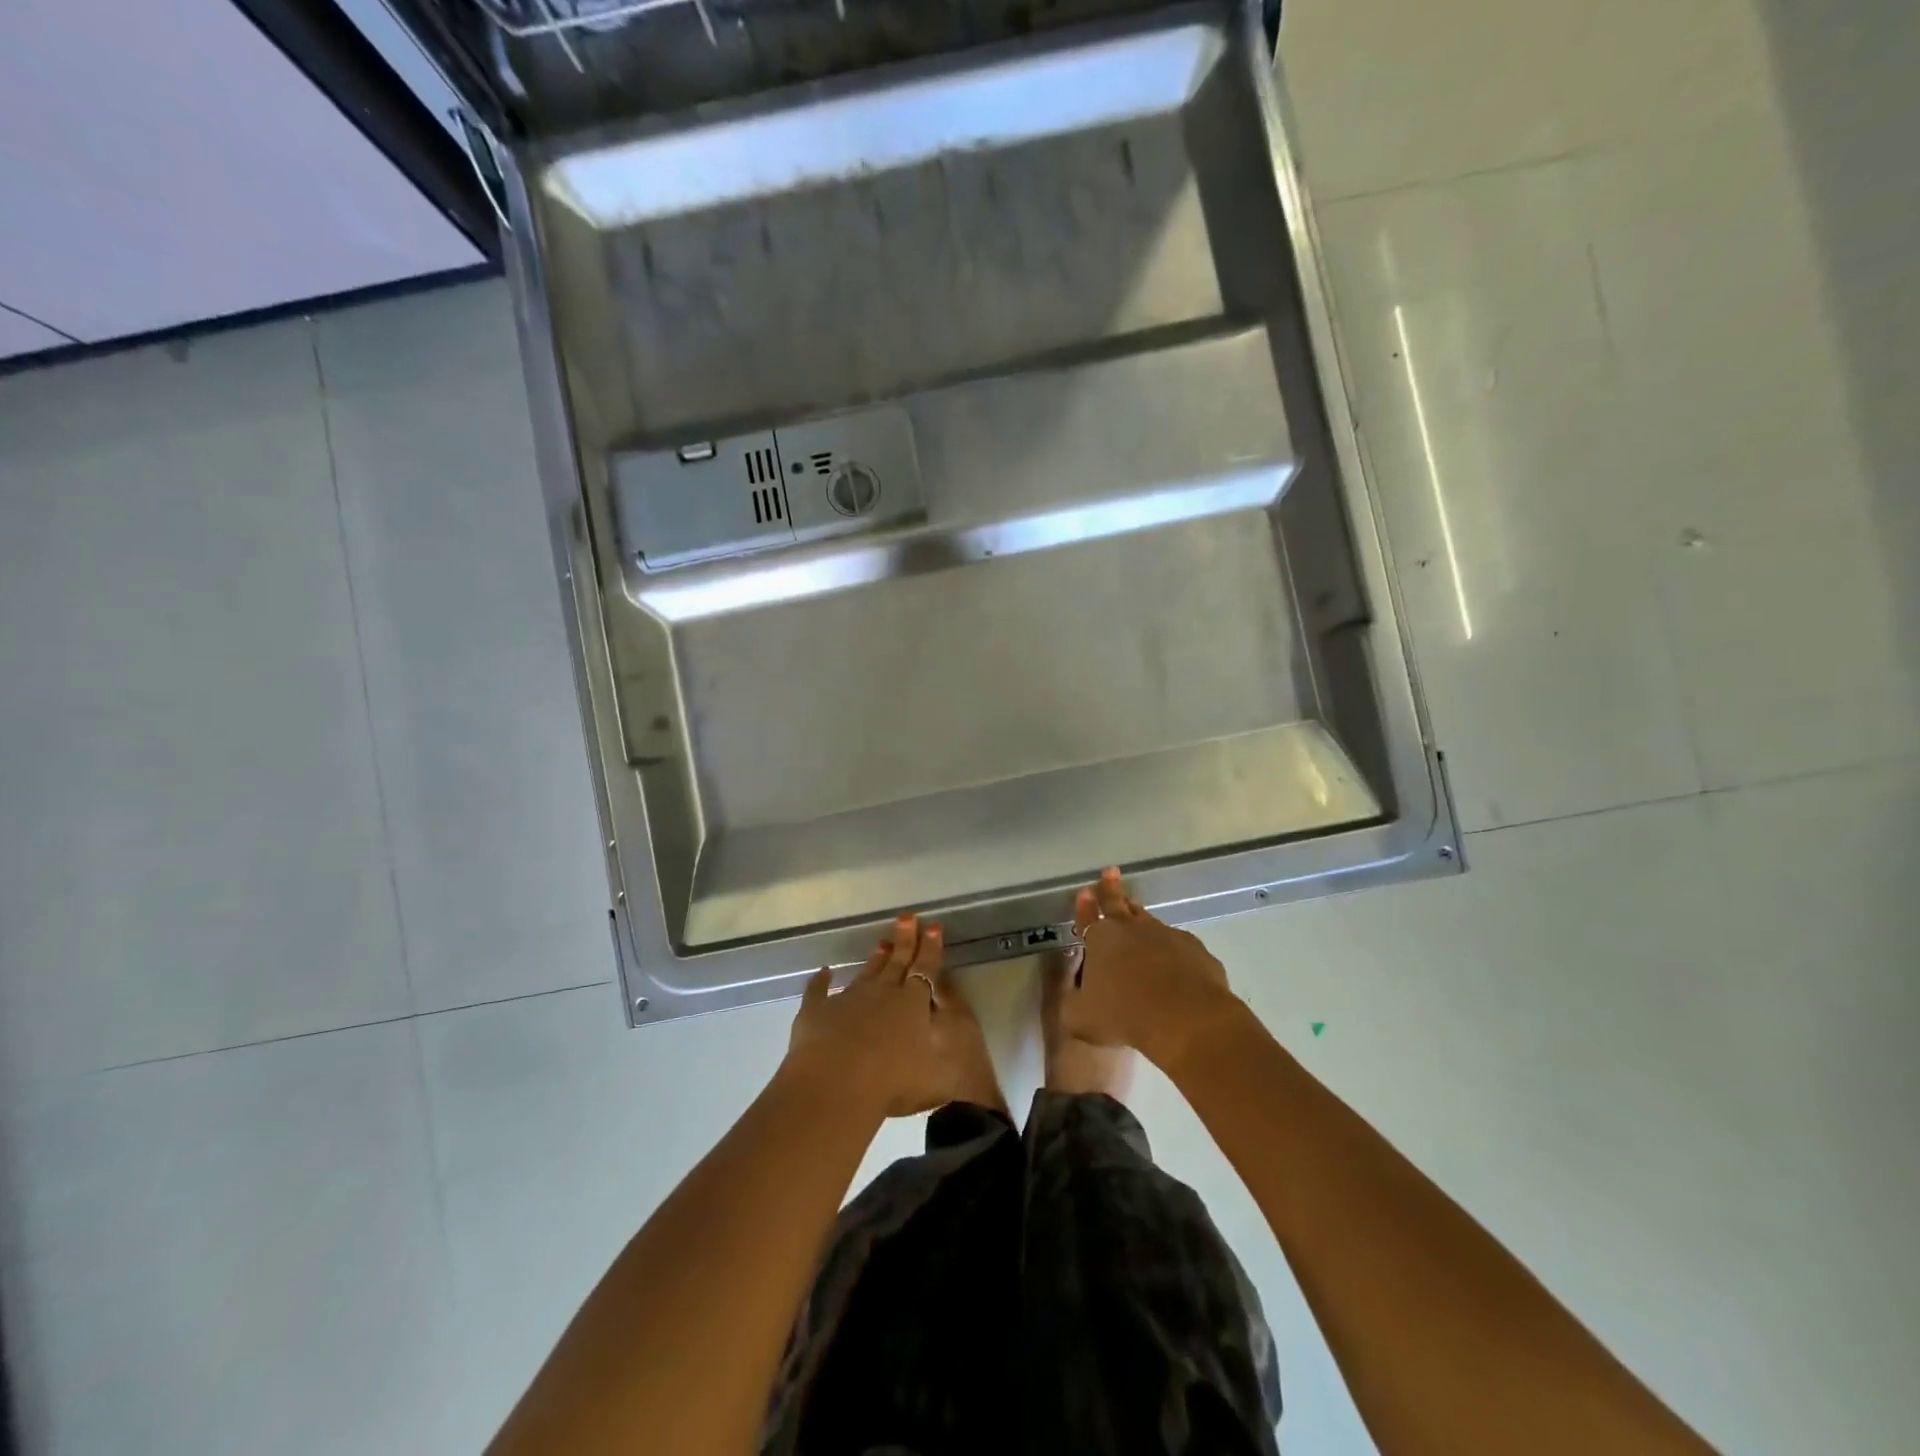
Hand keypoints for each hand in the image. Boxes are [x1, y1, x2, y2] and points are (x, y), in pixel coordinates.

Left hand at [783, 914, 1004, 1119]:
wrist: (835, 1087)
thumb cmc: (893, 1082)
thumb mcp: (937, 1066)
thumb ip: (944, 1038)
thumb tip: (948, 1017)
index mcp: (911, 1003)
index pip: (925, 969)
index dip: (931, 948)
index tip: (933, 927)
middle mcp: (881, 993)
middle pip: (896, 962)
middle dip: (905, 940)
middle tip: (907, 918)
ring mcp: (847, 1000)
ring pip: (865, 973)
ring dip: (875, 959)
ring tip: (881, 943)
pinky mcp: (816, 1012)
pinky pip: (819, 991)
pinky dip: (821, 981)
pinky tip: (824, 972)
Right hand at [1064, 868, 1242, 1070]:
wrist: (1185, 1018)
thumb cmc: (1124, 1015)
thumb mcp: (1081, 1018)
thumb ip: (1074, 1005)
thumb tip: (1075, 1001)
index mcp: (1100, 939)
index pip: (1088, 917)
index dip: (1085, 906)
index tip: (1085, 891)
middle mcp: (1132, 930)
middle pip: (1119, 903)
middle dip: (1111, 888)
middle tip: (1110, 873)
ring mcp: (1167, 936)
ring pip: (1150, 922)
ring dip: (1141, 920)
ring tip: (1138, 918)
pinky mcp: (1196, 950)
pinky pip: (1180, 947)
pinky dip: (1174, 952)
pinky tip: (1176, 967)